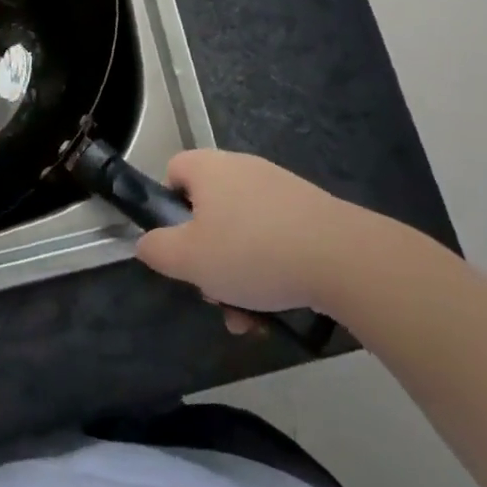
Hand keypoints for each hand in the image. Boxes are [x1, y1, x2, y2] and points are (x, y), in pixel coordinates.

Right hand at [135, 150, 349, 312]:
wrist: (340, 255)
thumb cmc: (251, 251)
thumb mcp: (190, 259)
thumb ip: (158, 250)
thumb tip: (147, 243)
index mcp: (208, 168)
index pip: (174, 172)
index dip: (168, 209)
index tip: (178, 246)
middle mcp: (240, 168)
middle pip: (208, 211)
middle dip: (207, 258)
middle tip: (214, 294)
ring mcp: (276, 187)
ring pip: (241, 232)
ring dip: (237, 275)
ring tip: (249, 318)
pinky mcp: (306, 210)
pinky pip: (273, 238)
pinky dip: (269, 270)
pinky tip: (277, 307)